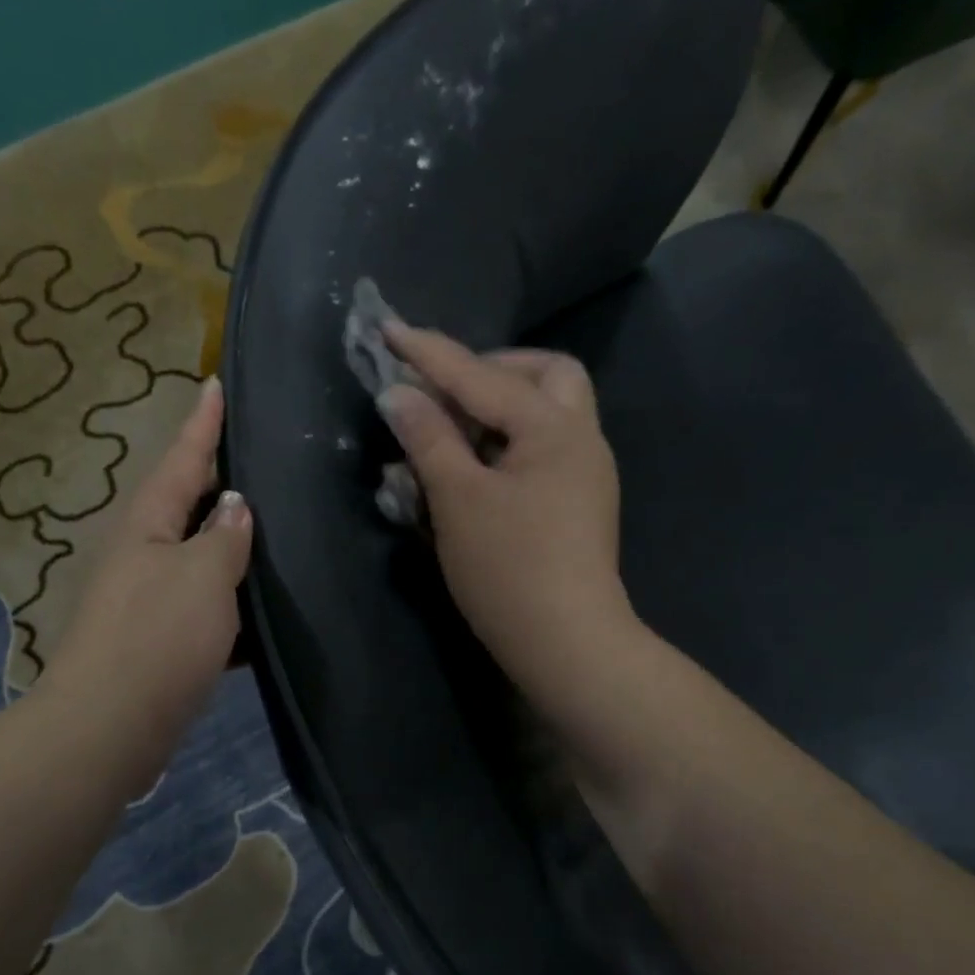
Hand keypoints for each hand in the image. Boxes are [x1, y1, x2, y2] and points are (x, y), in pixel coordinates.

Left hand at [38, 379, 250, 779]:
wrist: (110, 726)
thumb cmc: (157, 638)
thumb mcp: (202, 576)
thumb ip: (224, 536)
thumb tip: (235, 506)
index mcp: (146, 523)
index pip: (181, 458)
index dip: (202, 423)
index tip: (216, 382)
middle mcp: (141, 552)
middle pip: (185, 504)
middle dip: (218, 479)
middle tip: (261, 454)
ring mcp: (148, 598)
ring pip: (198, 557)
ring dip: (230, 543)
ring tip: (276, 524)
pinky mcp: (160, 640)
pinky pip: (204, 605)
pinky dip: (232, 600)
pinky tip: (265, 605)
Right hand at [379, 326, 637, 706]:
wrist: (566, 645)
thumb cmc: (509, 569)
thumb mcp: (457, 500)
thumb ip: (428, 439)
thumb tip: (398, 394)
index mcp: (554, 428)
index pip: (481, 376)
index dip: (430, 354)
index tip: (389, 330)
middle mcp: (581, 439)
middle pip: (546, 376)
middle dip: (493, 370)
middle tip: (446, 392)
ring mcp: (585, 475)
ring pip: (549, 414)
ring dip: (501, 408)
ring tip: (453, 432)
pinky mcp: (577, 506)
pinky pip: (543, 451)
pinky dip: (508, 445)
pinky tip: (475, 471)